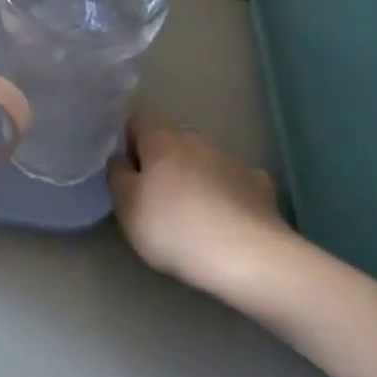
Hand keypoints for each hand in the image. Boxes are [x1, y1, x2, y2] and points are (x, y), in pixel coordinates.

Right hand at [108, 115, 293, 292]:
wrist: (249, 257)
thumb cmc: (175, 228)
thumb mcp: (126, 206)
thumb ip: (117, 175)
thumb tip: (122, 158)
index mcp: (161, 139)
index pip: (136, 119)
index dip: (127, 139)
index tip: (125, 169)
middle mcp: (196, 139)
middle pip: (170, 141)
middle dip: (161, 161)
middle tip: (153, 197)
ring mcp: (231, 159)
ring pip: (202, 160)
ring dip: (193, 177)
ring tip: (191, 214)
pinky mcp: (259, 185)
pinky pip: (233, 182)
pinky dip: (226, 194)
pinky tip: (226, 220)